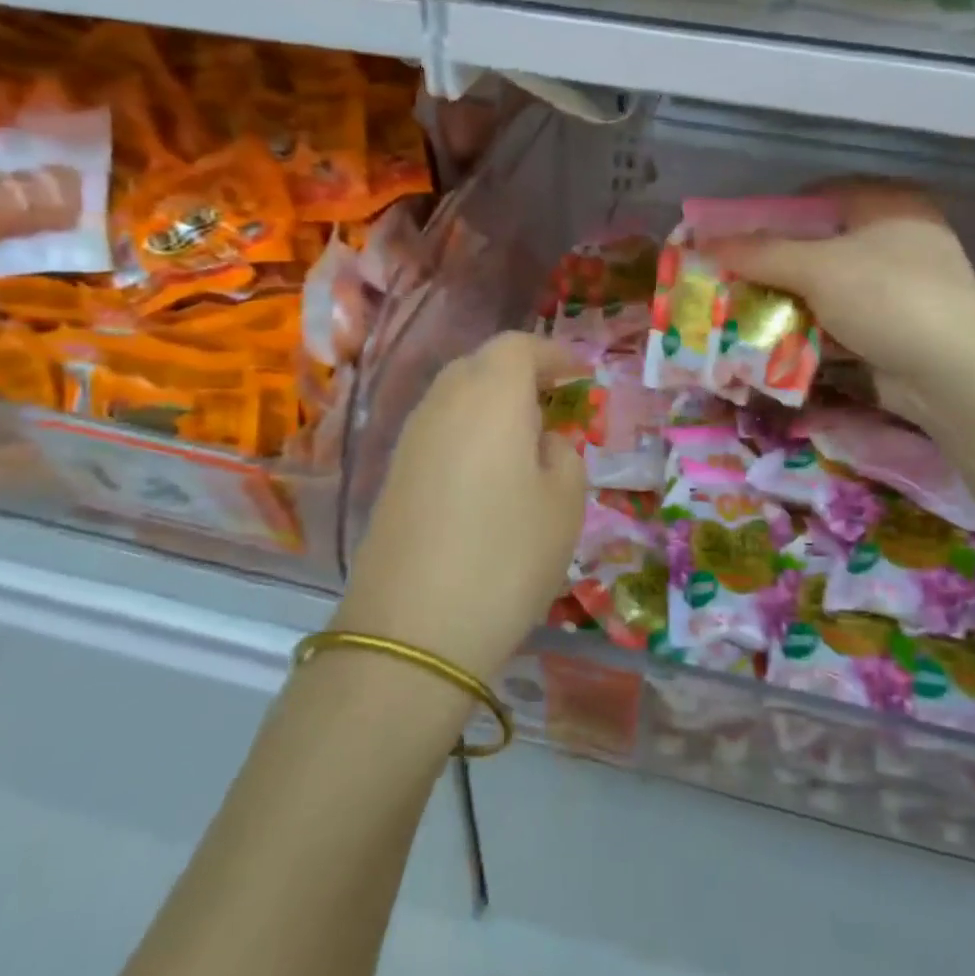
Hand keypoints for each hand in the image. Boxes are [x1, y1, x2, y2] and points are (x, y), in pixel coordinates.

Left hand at [336, 332, 586, 683]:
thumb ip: (564, 455)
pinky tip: (486, 470)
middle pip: (482, 363)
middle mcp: (444, 401)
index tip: (580, 374)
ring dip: (492, 401)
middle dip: (521, 372)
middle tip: (554, 401)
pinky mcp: (394, 472)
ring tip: (524, 437)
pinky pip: (439, 428)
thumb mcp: (565, 503)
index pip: (519, 346)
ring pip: (456, 394)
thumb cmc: (507, 555)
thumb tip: (544, 441)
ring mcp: (411, 436)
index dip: (553, 354)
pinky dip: (468, 430)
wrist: (412, 629)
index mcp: (491, 395)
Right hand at [707, 181, 974, 415]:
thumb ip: (759, 253)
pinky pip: (834, 321)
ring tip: (735, 310)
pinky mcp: (888, 329)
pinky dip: (804, 329)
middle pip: (815, 245)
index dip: (770, 213)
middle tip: (726, 276)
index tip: (731, 235)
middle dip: (770, 264)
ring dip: (783, 301)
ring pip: (822, 287)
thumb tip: (703, 241)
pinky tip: (767, 340)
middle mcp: (892, 239)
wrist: (954, 374)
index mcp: (886, 205)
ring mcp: (893, 288)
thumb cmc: (888, 297)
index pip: (815, 197)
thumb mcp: (818, 267)